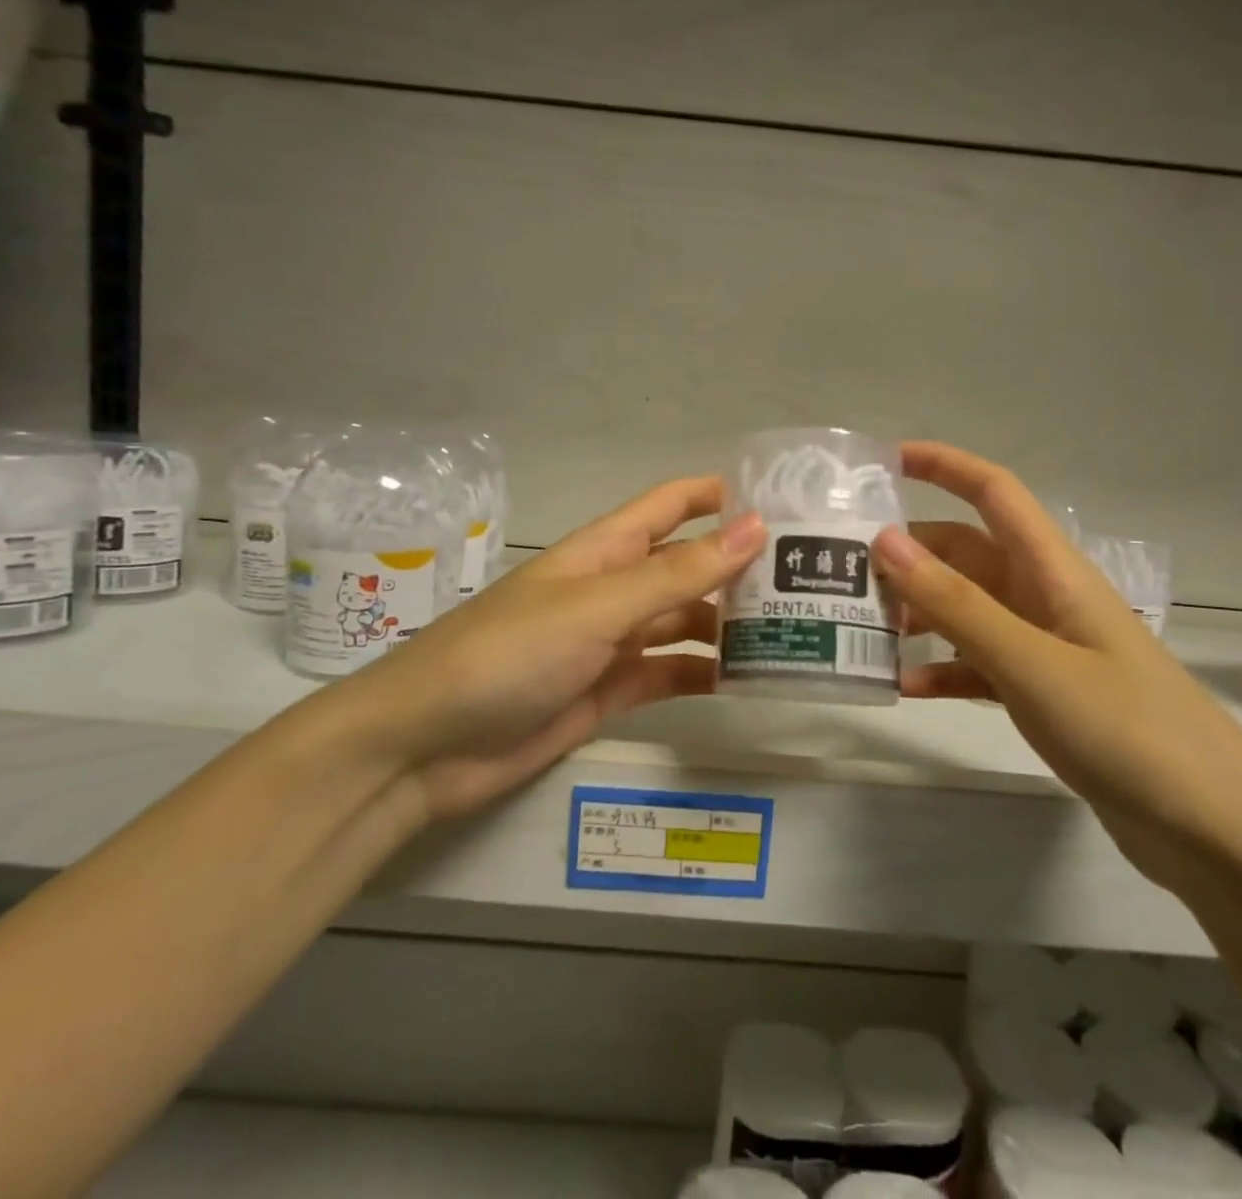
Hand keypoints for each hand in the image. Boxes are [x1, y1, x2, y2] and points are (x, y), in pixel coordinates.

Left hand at [335, 477, 764, 821]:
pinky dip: (704, 674)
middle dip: (741, 567)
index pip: (672, 504)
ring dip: (730, 624)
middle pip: (688, 565)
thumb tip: (755, 527)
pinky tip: (749, 678)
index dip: (722, 495)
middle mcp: (614, 589)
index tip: (785, 502)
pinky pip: (670, 674)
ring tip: (796, 631)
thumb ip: (676, 573)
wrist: (427, 746)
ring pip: (684, 622)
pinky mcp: (610, 692)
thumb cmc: (509, 654)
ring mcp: (612, 642)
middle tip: (814, 579)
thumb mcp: (598, 607)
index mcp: (606, 550)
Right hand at [873, 442, 1241, 899]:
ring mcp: (1045, 647)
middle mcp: (1045, 597)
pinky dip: (941, 669)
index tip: (881, 461)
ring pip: (966, 610)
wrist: (1216, 835)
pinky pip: (978, 665)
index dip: (941, 465)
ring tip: (863, 631)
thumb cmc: (1128, 732)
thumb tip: (885, 540)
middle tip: (845, 573)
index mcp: (1053, 571)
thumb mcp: (1032, 663)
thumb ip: (956, 604)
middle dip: (909, 555)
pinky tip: (905, 688)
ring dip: (918, 613)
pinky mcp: (1044, 693)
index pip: (993, 491)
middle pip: (966, 553)